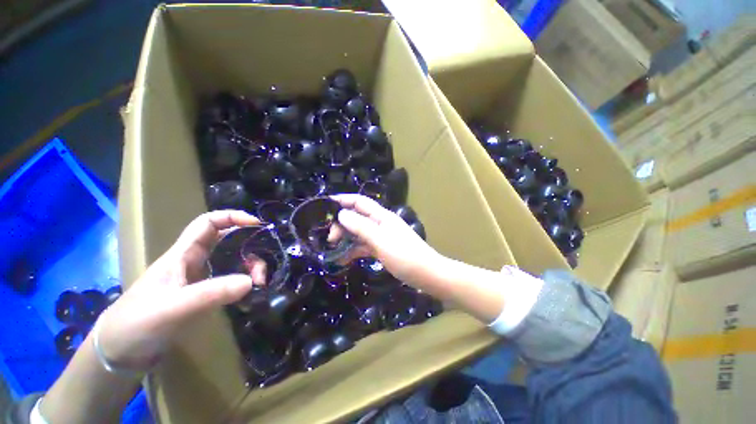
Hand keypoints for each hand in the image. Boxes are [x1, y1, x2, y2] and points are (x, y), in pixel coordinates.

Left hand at [97, 210, 258, 369]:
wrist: (119, 354)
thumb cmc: (137, 324)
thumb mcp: (172, 308)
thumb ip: (210, 294)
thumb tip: (251, 281)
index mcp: (182, 255)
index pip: (208, 223)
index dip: (232, 217)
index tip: (256, 224)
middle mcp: (193, 262)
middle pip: (228, 242)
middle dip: (249, 248)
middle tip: (261, 270)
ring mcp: (199, 279)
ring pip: (232, 261)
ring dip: (250, 267)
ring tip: (258, 284)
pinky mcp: (203, 295)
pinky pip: (231, 280)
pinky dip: (244, 282)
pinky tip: (250, 292)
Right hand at [333, 194, 441, 284]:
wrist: (427, 274)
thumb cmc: (405, 255)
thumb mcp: (380, 240)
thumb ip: (360, 227)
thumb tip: (341, 214)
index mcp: (382, 216)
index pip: (360, 202)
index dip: (343, 200)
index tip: (326, 204)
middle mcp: (380, 224)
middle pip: (357, 218)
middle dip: (341, 225)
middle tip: (330, 239)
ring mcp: (380, 237)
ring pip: (358, 234)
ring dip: (345, 239)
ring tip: (331, 250)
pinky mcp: (381, 249)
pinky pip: (363, 247)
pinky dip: (353, 251)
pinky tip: (342, 260)